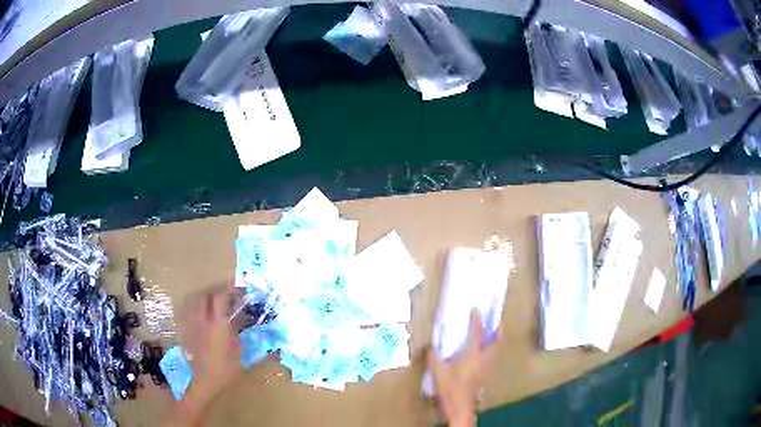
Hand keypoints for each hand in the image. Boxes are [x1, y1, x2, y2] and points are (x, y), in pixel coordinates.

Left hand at [182, 284, 240, 401]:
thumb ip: (236, 329)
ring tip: (213, 304)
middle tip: (225, 296)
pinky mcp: (189, 332)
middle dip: (215, 292)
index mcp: (218, 323)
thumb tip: (239, 317)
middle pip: (206, 296)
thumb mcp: (238, 348)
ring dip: (205, 300)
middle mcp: (204, 319)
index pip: (220, 297)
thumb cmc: (227, 366)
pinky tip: (203, 318)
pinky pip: (192, 314)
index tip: (236, 287)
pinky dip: (198, 311)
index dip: (228, 289)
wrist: (207, 379)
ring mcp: (194, 325)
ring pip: (197, 304)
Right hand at [427, 310, 499, 426]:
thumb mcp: (437, 372)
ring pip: (497, 348)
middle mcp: (484, 357)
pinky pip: (493, 356)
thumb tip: (429, 346)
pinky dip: (492, 348)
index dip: (477, 319)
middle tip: (494, 319)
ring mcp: (488, 366)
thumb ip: (433, 357)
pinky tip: (483, 351)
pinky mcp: (487, 373)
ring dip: (496, 338)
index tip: (475, 309)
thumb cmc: (450, 388)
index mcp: (472, 354)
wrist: (461, 406)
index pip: (477, 332)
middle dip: (497, 328)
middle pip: (497, 339)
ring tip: (491, 332)